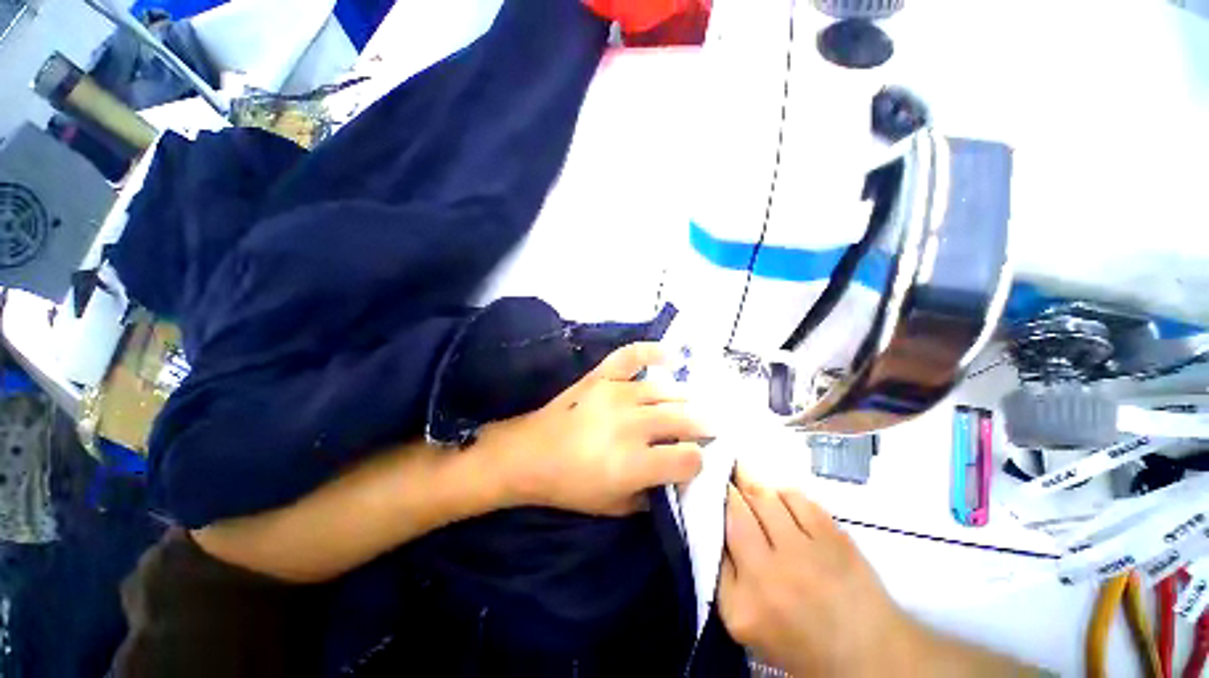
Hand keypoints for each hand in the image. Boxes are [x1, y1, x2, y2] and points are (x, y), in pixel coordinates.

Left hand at [477, 342, 707, 515]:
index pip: (688, 458)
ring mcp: (615, 394)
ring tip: (691, 404)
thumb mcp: (614, 507)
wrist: (530, 454)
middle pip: (684, 419)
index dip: (699, 461)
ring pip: (666, 390)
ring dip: (686, 398)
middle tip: (709, 428)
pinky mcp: (601, 376)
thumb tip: (677, 478)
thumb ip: (651, 496)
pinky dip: (654, 351)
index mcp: (633, 463)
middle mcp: (631, 425)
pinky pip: (631, 356)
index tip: (696, 460)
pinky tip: (672, 355)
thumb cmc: (570, 486)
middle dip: (704, 425)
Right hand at [717, 470, 911, 676]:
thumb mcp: (746, 621)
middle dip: (724, 489)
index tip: (702, 492)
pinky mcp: (833, 537)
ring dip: (749, 484)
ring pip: (763, 496)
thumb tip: (713, 521)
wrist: (868, 654)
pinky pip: (795, 497)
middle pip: (733, 511)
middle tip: (720, 475)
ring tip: (743, 475)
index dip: (705, 510)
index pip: (708, 541)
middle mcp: (767, 575)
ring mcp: (802, 553)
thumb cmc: (799, 639)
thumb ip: (724, 575)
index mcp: (740, 604)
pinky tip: (780, 500)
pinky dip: (782, 493)